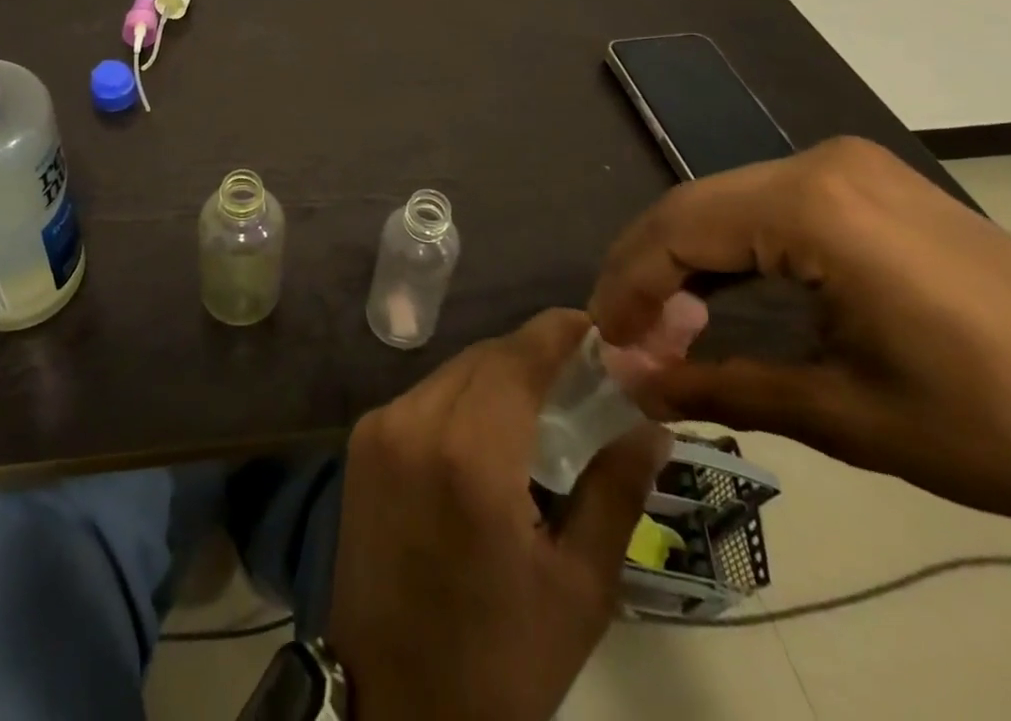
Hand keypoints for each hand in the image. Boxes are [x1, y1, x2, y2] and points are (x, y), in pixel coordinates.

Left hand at [327, 310, 668, 720]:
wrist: (393, 706)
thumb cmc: (499, 661)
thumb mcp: (578, 587)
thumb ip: (614, 490)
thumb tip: (650, 423)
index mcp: (469, 455)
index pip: (518, 358)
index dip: (557, 333)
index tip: (595, 327)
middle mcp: (414, 421)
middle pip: (484, 359)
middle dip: (533, 357)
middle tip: (581, 377)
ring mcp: (379, 427)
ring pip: (452, 372)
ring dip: (497, 376)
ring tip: (543, 404)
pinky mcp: (361, 441)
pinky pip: (425, 397)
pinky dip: (463, 398)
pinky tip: (490, 431)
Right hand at [589, 136, 1010, 574]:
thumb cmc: (1002, 427)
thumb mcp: (843, 416)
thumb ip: (718, 385)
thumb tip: (628, 386)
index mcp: (811, 205)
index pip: (678, 230)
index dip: (629, 286)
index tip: (603, 342)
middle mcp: (820, 164)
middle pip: (693, 209)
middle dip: (647, 274)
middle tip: (626, 340)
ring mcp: (851, 171)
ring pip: (726, 205)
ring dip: (685, 264)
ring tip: (664, 328)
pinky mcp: (874, 189)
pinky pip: (770, 209)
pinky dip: (732, 255)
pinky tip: (720, 299)